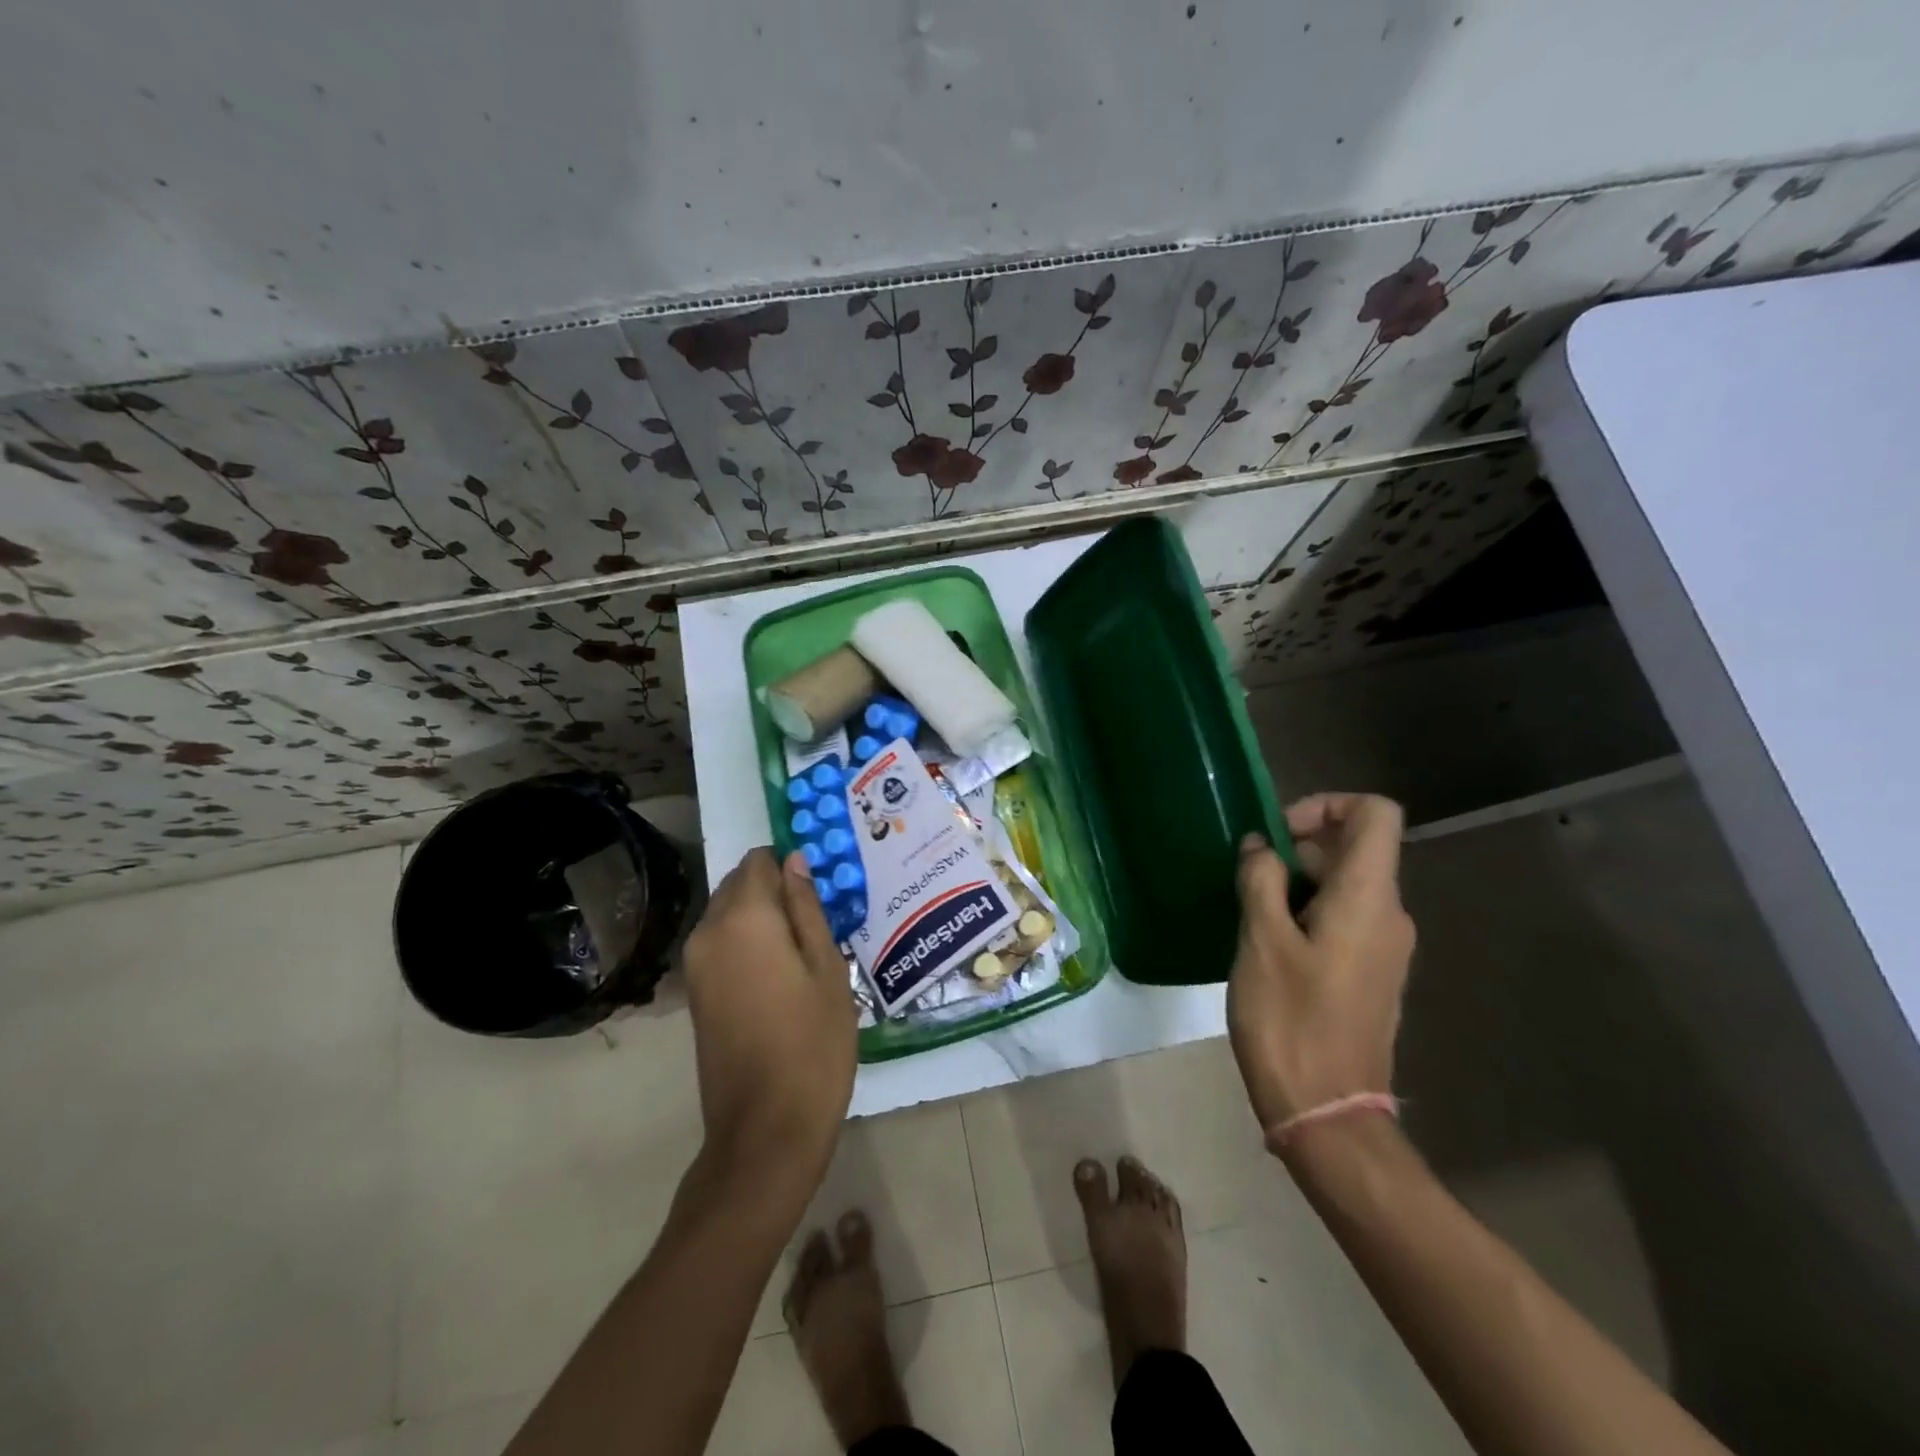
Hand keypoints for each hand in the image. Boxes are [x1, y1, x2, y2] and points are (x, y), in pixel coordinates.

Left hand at [682, 848, 856, 1194]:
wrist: (766, 1127)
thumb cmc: (812, 1042)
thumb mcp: (827, 967)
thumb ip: (807, 907)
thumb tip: (794, 861)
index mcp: (744, 917)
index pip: (760, 861)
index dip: (790, 864)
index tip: (820, 887)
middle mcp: (709, 930)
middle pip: (739, 884)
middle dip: (774, 889)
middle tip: (817, 916)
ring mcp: (696, 963)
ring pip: (728, 913)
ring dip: (761, 916)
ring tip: (804, 945)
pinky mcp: (695, 991)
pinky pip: (721, 943)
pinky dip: (747, 941)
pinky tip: (781, 970)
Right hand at [1227, 794, 1414, 1133]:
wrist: (1326, 1111)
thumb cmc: (1290, 1019)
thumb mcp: (1261, 940)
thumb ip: (1260, 879)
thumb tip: (1260, 847)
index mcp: (1368, 898)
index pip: (1375, 814)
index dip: (1326, 805)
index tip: (1278, 833)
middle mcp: (1389, 915)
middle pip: (1355, 848)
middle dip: (1298, 848)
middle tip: (1247, 877)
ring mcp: (1384, 947)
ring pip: (1344, 885)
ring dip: (1296, 882)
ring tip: (1249, 912)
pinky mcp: (1371, 974)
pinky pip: (1344, 919)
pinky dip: (1306, 912)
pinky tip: (1267, 944)